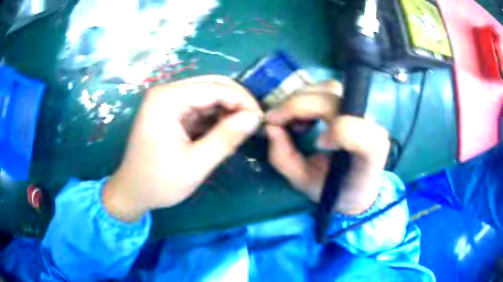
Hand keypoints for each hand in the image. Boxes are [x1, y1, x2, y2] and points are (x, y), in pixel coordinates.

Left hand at [103, 76, 262, 221]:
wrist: (132, 192)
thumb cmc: (159, 182)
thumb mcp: (196, 164)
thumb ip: (226, 138)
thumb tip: (254, 117)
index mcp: (167, 99)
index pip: (214, 87)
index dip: (242, 100)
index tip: (260, 119)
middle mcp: (166, 93)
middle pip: (211, 86)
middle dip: (236, 103)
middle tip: (253, 123)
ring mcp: (167, 102)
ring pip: (208, 96)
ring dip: (227, 111)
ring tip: (240, 131)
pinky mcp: (171, 113)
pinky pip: (200, 108)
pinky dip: (215, 119)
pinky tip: (224, 132)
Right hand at [266, 81, 389, 214]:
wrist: (356, 187)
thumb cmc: (333, 189)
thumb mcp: (304, 182)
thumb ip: (285, 158)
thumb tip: (270, 127)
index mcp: (368, 153)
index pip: (357, 128)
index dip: (335, 131)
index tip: (318, 144)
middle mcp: (370, 126)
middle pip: (332, 99)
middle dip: (297, 106)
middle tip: (275, 122)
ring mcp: (363, 112)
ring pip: (330, 88)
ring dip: (301, 100)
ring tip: (292, 122)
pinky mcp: (354, 105)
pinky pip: (329, 89)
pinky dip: (308, 97)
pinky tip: (303, 117)